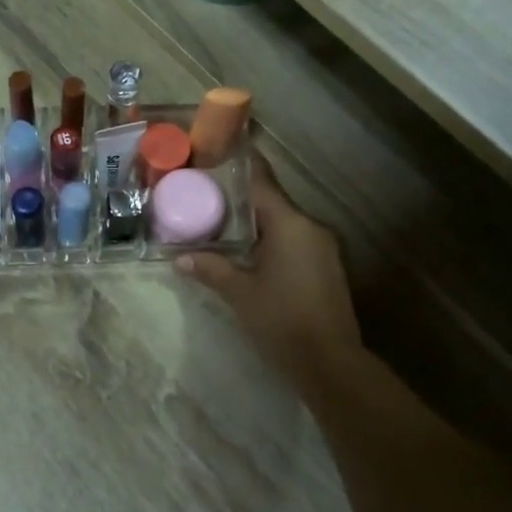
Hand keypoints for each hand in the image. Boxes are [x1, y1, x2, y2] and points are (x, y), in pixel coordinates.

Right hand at [178, 154, 361, 386]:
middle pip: (272, 201)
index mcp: (290, 224)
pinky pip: (294, 240)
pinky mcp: (327, 266)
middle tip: (208, 194)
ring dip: (256, 221)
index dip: (241, 163)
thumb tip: (180, 257)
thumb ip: (211, 269)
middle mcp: (311, 226)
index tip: (220, 149)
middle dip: (241, 198)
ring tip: (222, 223)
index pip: (261, 181)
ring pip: (284, 222)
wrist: (331, 362)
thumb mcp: (240, 293)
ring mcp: (324, 246)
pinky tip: (250, 252)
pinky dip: (271, 239)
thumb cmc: (282, 320)